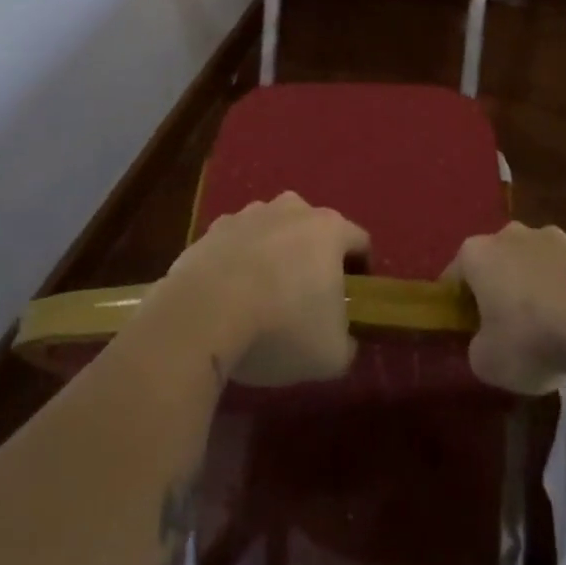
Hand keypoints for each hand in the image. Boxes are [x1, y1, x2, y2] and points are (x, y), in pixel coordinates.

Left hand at [151, 191, 368, 386]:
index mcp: (329, 229)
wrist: (203, 314)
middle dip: (314, 257)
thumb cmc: (280, 328)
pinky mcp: (212, 229)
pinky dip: (237, 261)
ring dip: (274, 254)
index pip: (360, 241)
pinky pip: (235, 243)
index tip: (352, 301)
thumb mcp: (331, 355)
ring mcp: (248, 215)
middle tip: (307, 298)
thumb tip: (343, 340)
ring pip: (272, 230)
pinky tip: (229, 296)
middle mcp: (292, 209)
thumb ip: (347, 344)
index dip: (361, 270)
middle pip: (313, 229)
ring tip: (264, 297)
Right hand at [449, 222, 565, 394]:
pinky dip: (563, 294)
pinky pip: (562, 274)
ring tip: (547, 332)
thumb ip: (477, 349)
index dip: (457, 307)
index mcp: (475, 253)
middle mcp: (508, 234)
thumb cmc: (530, 337)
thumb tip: (487, 343)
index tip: (467, 333)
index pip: (455, 277)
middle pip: (494, 265)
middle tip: (505, 332)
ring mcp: (549, 237)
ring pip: (530, 265)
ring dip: (532, 290)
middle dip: (497, 292)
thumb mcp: (487, 362)